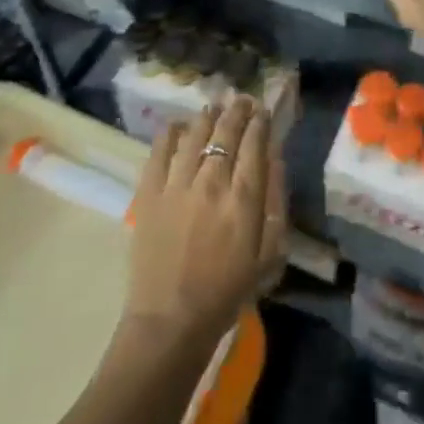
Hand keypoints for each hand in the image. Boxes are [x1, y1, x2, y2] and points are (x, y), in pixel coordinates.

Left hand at [122, 98, 286, 349]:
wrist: (170, 323)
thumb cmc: (226, 293)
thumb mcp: (268, 254)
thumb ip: (274, 203)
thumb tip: (274, 161)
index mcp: (243, 199)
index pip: (254, 144)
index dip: (260, 122)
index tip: (263, 111)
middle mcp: (211, 183)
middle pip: (225, 132)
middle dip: (237, 111)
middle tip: (241, 100)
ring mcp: (176, 185)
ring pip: (194, 134)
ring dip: (207, 116)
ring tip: (214, 107)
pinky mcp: (148, 194)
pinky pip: (159, 151)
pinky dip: (170, 133)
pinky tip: (178, 126)